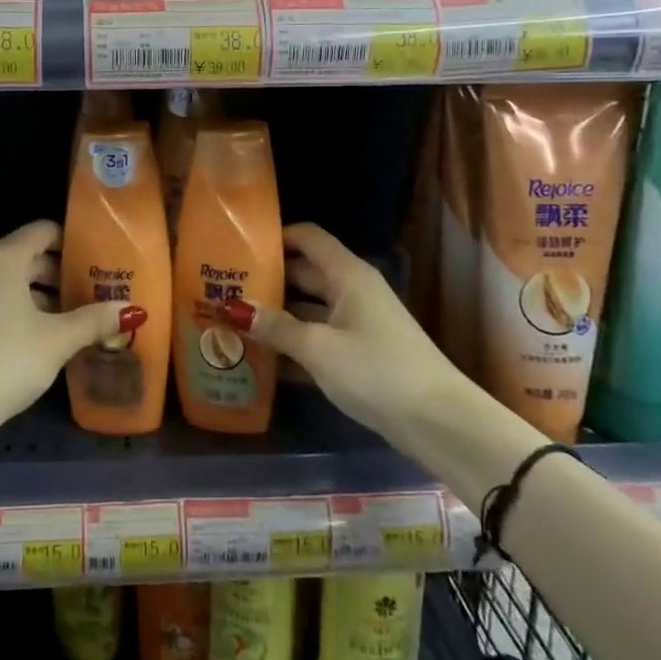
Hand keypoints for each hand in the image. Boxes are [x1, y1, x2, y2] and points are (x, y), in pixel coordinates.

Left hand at [0, 222, 138, 493]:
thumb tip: (130, 310)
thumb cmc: (5, 359)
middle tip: (102, 289)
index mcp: (4, 258)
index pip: (45, 231)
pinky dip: (31, 312)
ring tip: (85, 316)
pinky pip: (6, 304)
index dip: (75, 240)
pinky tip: (55, 337)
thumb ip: (94, 320)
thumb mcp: (57, 340)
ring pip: (19, 284)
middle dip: (67, 273)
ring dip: (50, 297)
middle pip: (33, 257)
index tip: (104, 257)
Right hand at [223, 223, 471, 441]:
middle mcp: (352, 291)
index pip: (307, 237)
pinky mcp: (360, 354)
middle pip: (303, 273)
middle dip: (266, 279)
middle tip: (221, 289)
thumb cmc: (377, 371)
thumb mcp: (319, 348)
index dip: (275, 236)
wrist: (439, 423)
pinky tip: (261, 360)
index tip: (237, 245)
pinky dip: (293, 344)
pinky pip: (318, 338)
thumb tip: (231, 308)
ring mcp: (357, 323)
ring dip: (275, 316)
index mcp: (347, 275)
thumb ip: (275, 327)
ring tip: (232, 322)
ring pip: (308, 309)